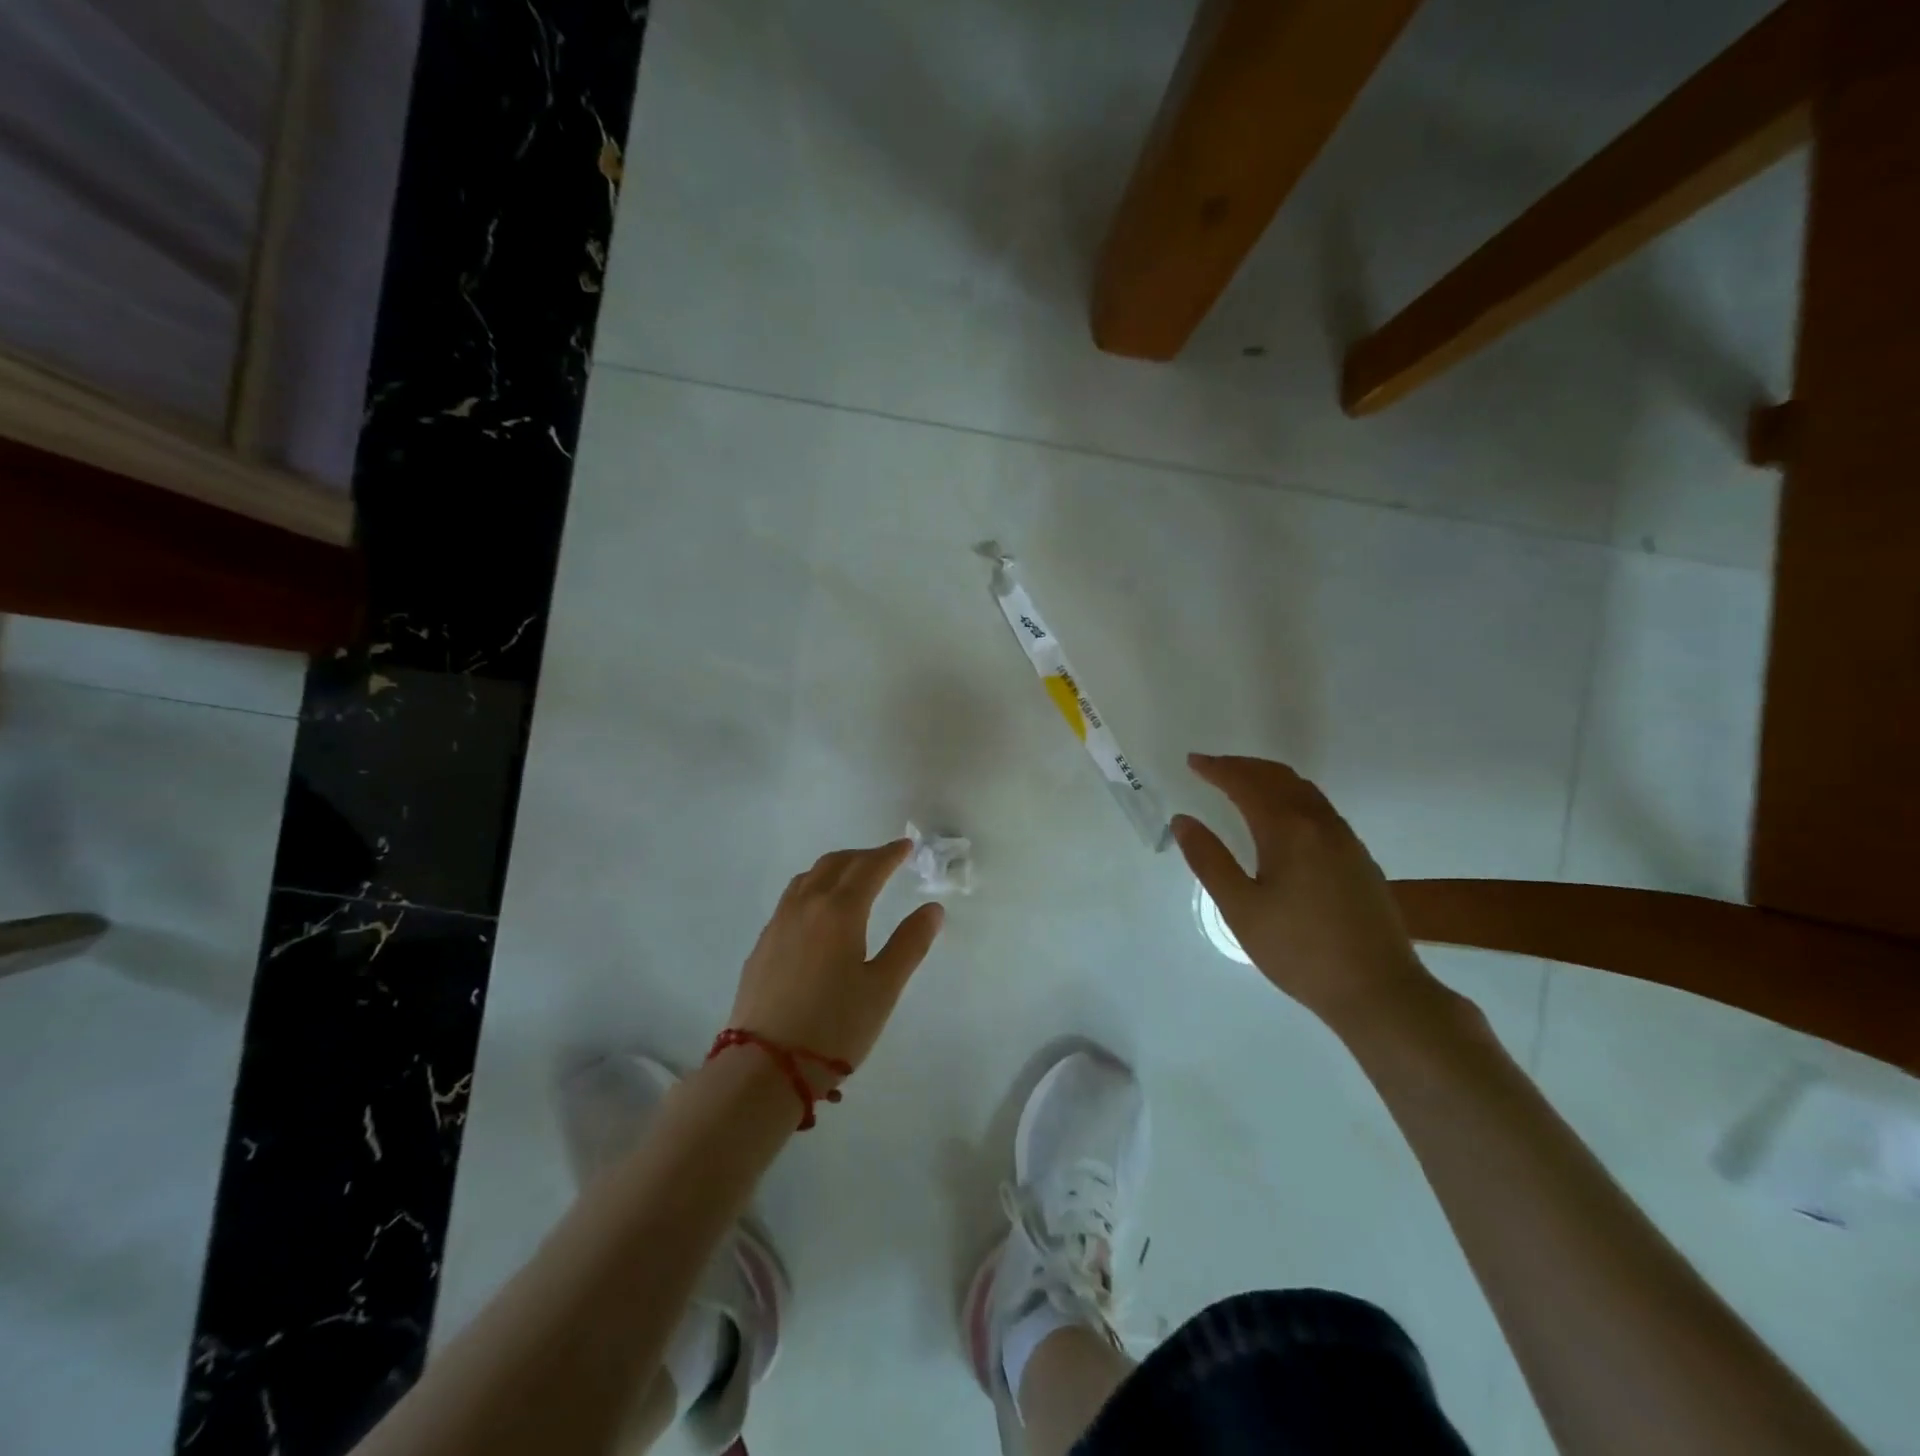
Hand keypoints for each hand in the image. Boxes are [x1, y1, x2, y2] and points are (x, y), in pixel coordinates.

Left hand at [727, 840, 944, 1078]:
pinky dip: (812, 888)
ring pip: (808, 878)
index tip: (906, 847)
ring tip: (851, 878)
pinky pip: (791, 899)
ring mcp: (778, 924)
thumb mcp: (883, 988)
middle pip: (835, 864)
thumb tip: (932, 908)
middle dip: (862, 856)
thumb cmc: (834, 1027)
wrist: (765, 1067)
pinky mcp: (762, 945)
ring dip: (834, 868)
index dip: (889, 854)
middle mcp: (806, 906)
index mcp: (839, 911)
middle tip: (884, 859)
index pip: (868, 868)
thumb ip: (909, 943)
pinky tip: (817, 912)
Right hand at [1172, 754, 1437, 1033]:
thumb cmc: (1299, 950)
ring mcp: (1346, 840)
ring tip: (1241, 784)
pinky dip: (1290, 796)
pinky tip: (1281, 818)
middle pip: (1279, 777)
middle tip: (1212, 767)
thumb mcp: (1241, 908)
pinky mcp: (1359, 859)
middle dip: (1243, 766)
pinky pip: (1319, 808)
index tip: (1192, 762)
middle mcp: (1321, 824)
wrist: (1378, 991)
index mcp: (1289, 830)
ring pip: (1304, 790)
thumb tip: (1184, 820)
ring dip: (1269, 778)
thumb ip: (1209, 860)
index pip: (1246, 783)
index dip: (1217, 769)